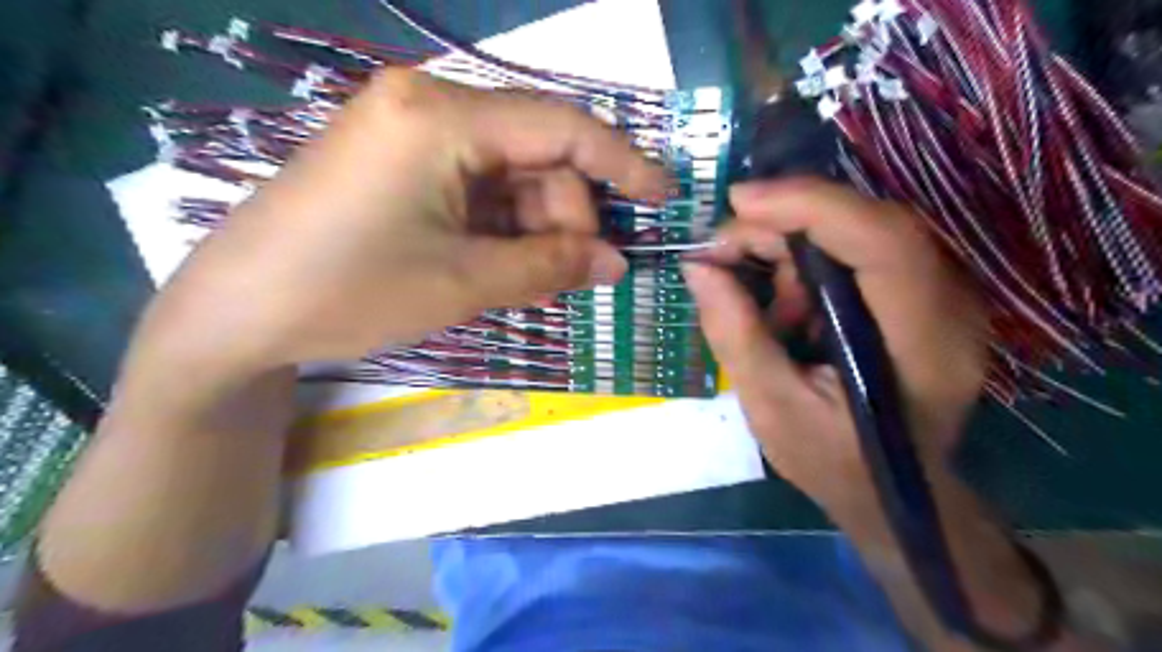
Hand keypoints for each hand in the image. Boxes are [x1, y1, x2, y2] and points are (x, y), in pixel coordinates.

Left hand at [147, 67, 667, 377]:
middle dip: (567, 215)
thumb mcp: (464, 283)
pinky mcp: (401, 162)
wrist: (238, 312)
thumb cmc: (350, 292)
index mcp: (442, 116)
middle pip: (537, 153)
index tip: (663, 198)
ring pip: (510, 174)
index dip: (623, 163)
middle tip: (577, 274)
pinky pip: (477, 187)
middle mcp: (429, 105)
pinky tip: (504, 266)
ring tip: (536, 281)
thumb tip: (616, 263)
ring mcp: (411, 131)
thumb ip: (550, 267)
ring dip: (535, 227)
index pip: (562, 127)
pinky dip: (502, 227)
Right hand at [684, 179, 988, 508]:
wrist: (897, 494)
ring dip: (793, 249)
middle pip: (866, 224)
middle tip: (721, 253)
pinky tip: (788, 307)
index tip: (739, 202)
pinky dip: (810, 264)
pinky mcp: (919, 294)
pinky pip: (858, 250)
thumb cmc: (837, 462)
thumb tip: (698, 267)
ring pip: (858, 230)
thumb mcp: (772, 407)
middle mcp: (948, 304)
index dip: (810, 205)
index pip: (882, 240)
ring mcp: (941, 294)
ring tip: (761, 302)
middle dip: (784, 225)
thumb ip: (735, 335)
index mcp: (922, 342)